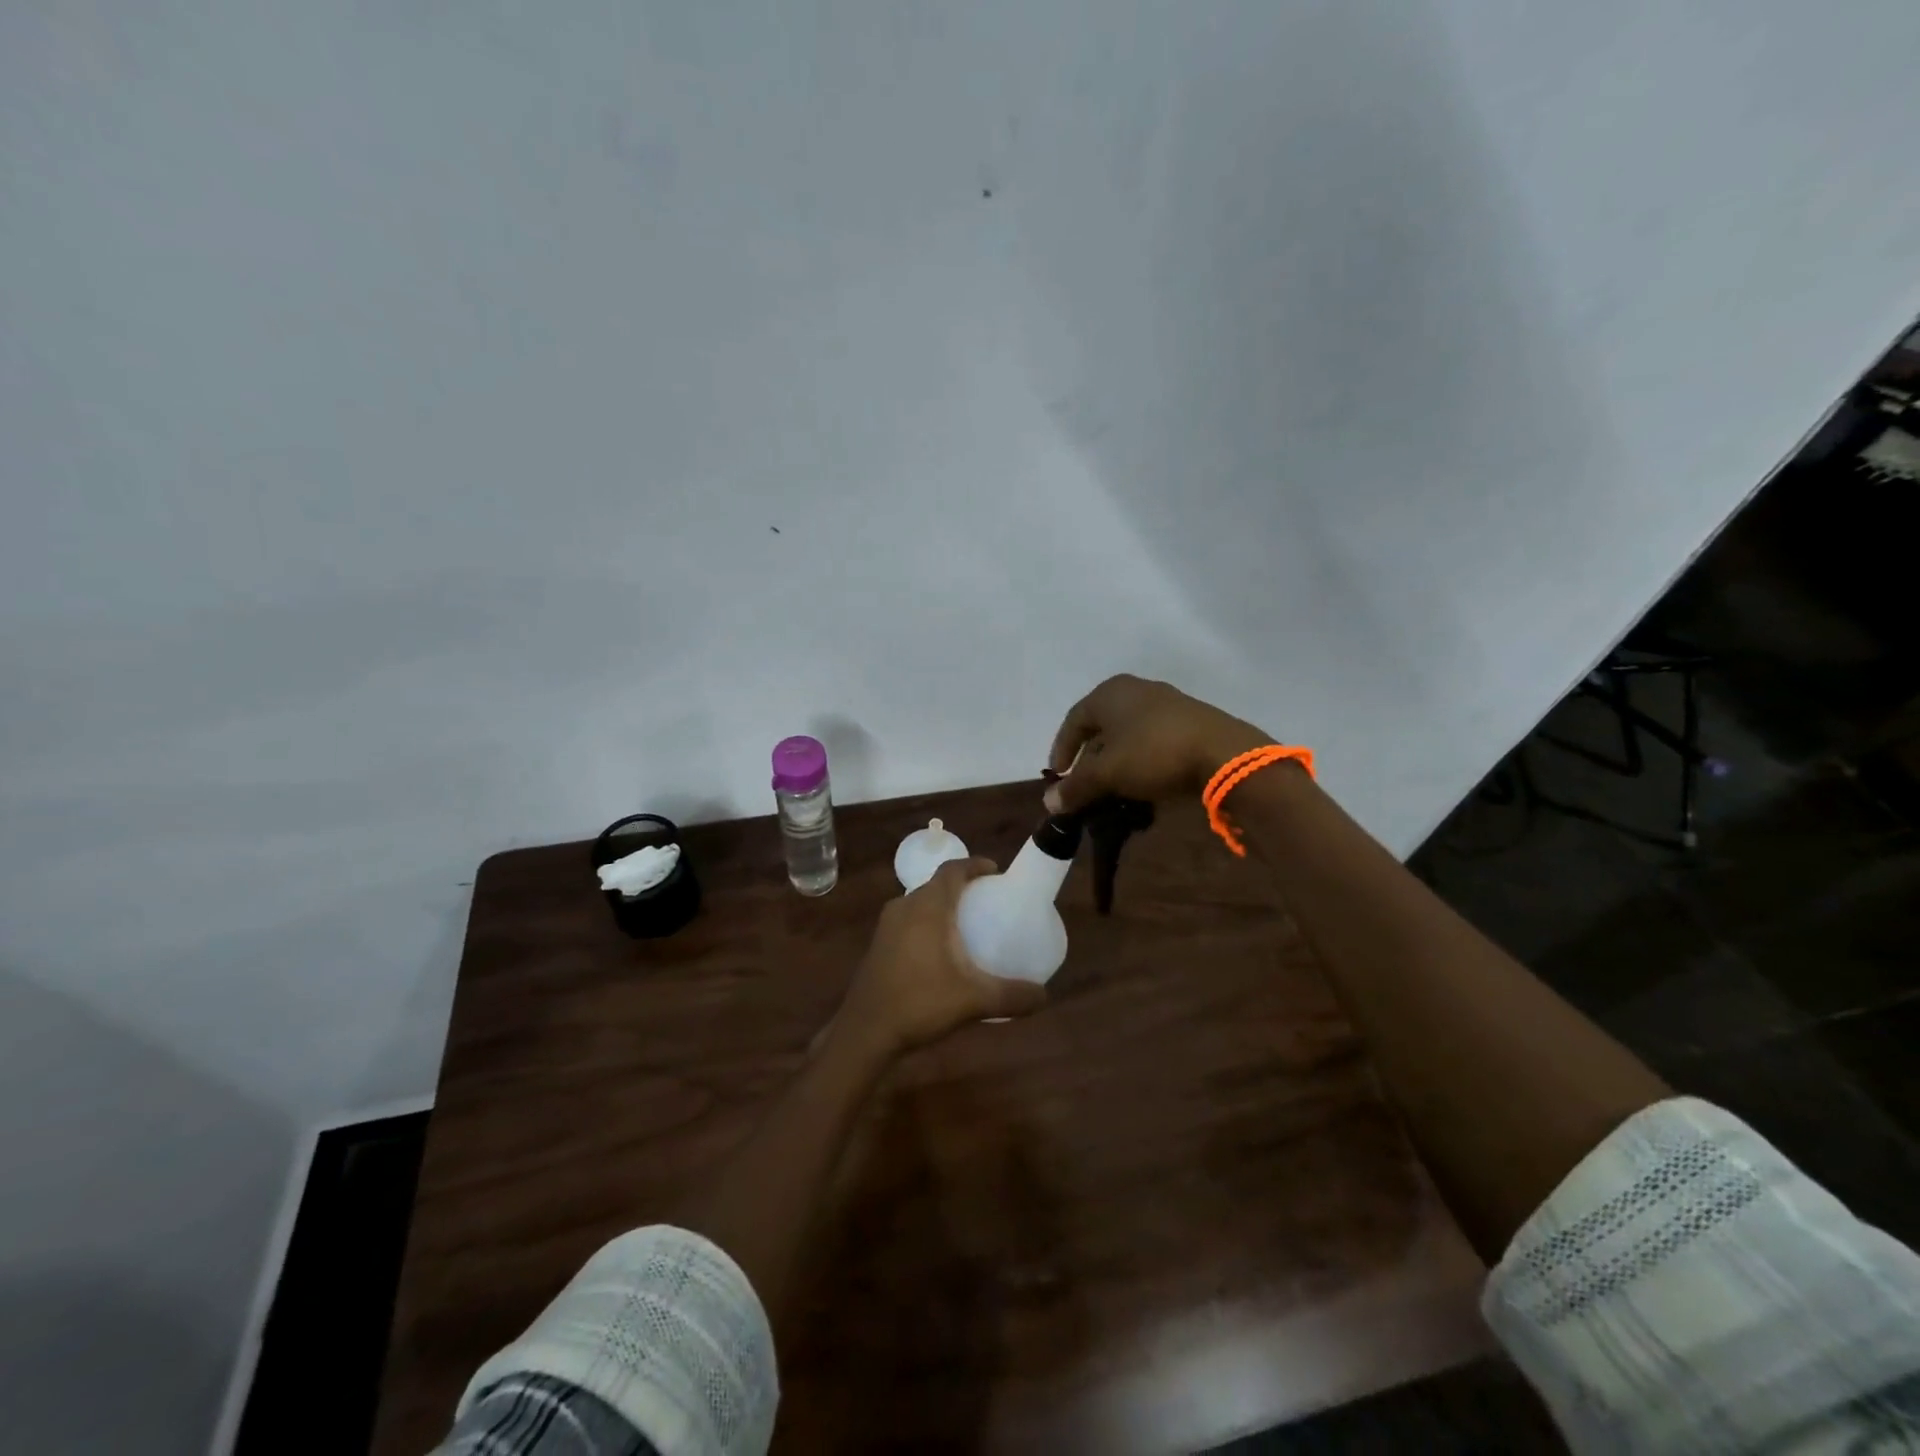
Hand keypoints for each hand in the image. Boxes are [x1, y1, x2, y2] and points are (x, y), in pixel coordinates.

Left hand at [836, 858, 1047, 1057]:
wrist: (865, 1031)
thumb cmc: (920, 1003)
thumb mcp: (974, 1001)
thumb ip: (1012, 996)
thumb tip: (1044, 995)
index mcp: (928, 907)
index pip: (952, 870)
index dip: (975, 865)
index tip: (996, 872)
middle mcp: (905, 907)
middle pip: (936, 885)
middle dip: (962, 887)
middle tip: (987, 901)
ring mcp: (887, 926)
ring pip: (920, 903)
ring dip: (942, 907)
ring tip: (966, 925)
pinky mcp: (878, 945)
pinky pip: (908, 921)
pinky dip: (927, 924)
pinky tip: (939, 951)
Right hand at [1046, 674, 1269, 812]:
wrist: (1224, 754)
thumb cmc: (1154, 754)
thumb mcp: (1107, 774)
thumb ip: (1076, 787)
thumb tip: (1049, 802)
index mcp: (1109, 693)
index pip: (1073, 721)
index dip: (1061, 750)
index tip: (1058, 777)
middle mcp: (1135, 689)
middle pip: (1100, 727)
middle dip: (1089, 759)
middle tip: (1083, 785)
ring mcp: (1166, 703)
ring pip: (1127, 734)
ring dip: (1115, 762)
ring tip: (1111, 788)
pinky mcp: (1189, 720)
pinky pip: (1151, 740)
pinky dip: (1139, 760)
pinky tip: (1142, 783)